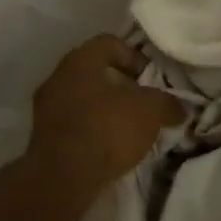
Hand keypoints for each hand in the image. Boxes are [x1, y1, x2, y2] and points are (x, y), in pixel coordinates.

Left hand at [27, 35, 183, 203]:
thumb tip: (179, 108)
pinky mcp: (42, 136)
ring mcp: (45, 107)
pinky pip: (74, 123)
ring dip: (105, 109)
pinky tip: (109, 147)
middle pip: (95, 71)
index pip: (109, 43)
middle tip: (142, 103)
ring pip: (83, 98)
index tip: (151, 79)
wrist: (64, 177)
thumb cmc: (107, 129)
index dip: (135, 56)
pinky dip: (92, 129)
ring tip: (128, 129)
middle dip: (121, 85)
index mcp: (80, 60)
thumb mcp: (150, 111)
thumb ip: (167, 103)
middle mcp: (57, 77)